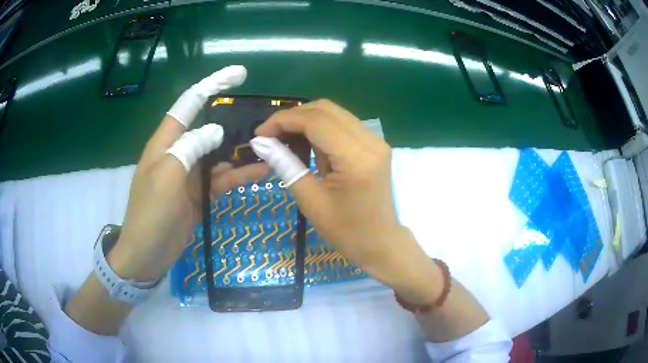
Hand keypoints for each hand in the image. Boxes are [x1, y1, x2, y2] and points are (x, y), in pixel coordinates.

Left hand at [107, 66, 268, 280]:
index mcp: (165, 143)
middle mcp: (179, 153)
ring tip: (269, 147)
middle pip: (208, 127)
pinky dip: (239, 175)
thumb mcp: (166, 177)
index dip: (211, 85)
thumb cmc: (150, 214)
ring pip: (219, 155)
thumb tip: (215, 130)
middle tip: (262, 117)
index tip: (237, 74)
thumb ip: (190, 148)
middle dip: (233, 119)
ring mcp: (190, 174)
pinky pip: (222, 179)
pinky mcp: (199, 194)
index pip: (188, 104)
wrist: (147, 254)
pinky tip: (261, 172)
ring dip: (241, 152)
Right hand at [253, 100, 440, 302]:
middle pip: (326, 109)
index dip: (283, 120)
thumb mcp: (310, 201)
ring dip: (306, 120)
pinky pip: (343, 124)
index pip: (316, 121)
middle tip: (270, 134)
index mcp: (356, 158)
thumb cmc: (346, 231)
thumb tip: (261, 142)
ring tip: (283, 137)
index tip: (260, 133)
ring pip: (334, 113)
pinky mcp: (375, 145)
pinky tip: (306, 142)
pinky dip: (320, 128)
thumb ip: (286, 165)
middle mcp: (371, 141)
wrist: (381, 243)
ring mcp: (376, 141)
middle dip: (293, 117)